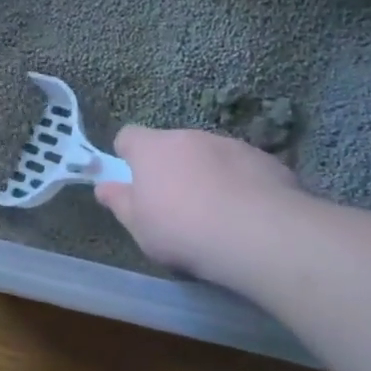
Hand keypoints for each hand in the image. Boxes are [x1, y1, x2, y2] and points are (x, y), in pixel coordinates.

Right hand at [96, 126, 308, 283]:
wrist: (258, 234)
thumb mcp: (139, 227)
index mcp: (153, 149)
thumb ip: (120, 203)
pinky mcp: (265, 160)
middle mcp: (190, 137)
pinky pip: (243, 168)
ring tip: (216, 213)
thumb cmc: (183, 230)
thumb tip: (104, 187)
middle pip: (172, 145)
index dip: (127, 155)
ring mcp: (231, 145)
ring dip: (207, 174)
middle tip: (175, 205)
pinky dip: (240, 184)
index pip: (129, 136)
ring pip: (210, 155)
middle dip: (171, 168)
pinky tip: (246, 215)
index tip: (133, 181)